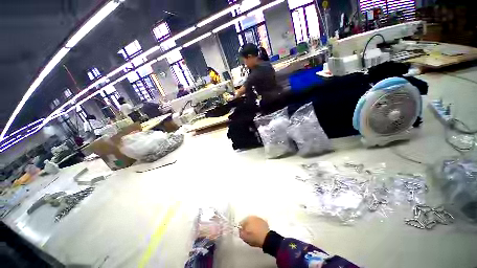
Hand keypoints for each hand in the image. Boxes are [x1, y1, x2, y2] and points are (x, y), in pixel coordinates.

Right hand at [239, 216, 269, 247]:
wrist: (267, 238)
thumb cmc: (254, 238)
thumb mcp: (245, 237)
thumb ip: (240, 233)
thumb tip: (240, 230)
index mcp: (247, 219)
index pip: (241, 223)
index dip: (241, 228)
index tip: (242, 233)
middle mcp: (253, 217)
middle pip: (248, 221)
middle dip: (247, 226)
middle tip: (248, 233)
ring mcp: (259, 218)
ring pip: (253, 222)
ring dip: (252, 225)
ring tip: (253, 233)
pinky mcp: (264, 222)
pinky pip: (259, 223)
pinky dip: (258, 226)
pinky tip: (258, 231)